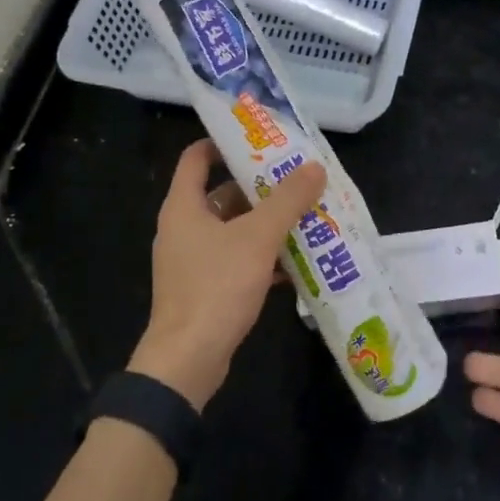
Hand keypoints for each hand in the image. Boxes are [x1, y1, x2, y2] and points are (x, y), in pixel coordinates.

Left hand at [129, 140, 326, 410]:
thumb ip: (287, 201)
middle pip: (221, 193)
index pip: (196, 157)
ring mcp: (192, 260)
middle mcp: (183, 227)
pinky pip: (235, 259)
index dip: (224, 142)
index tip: (260, 139)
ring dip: (265, 223)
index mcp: (184, 206)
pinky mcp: (204, 288)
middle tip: (297, 178)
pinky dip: (261, 256)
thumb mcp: (257, 238)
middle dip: (259, 186)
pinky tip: (296, 261)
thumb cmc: (216, 287)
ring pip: (233, 229)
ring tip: (305, 215)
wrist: (187, 361)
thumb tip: (315, 166)